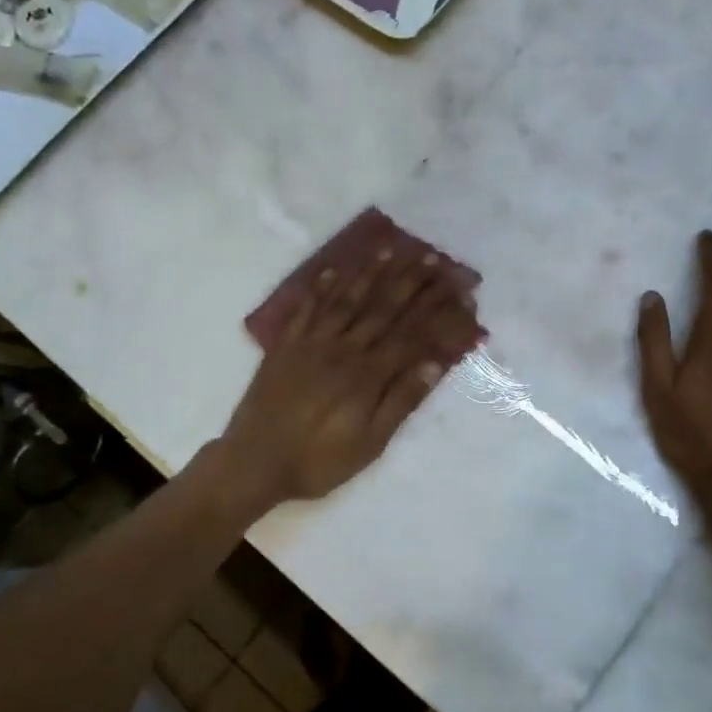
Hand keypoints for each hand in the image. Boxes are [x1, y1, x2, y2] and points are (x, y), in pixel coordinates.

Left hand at [219, 242, 478, 506]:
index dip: (437, 312)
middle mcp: (342, 349)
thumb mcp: (369, 444)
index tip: (458, 291)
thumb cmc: (318, 460)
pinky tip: (332, 270)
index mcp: (367, 375)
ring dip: (369, 273)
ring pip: (346, 300)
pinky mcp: (285, 345)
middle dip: (410, 281)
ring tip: (389, 249)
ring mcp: (311, 343)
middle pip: (382, 308)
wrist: (253, 463)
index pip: (411, 334)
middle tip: (431, 257)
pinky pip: (305, 309)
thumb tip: (433, 363)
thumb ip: (401, 402)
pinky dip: (319, 288)